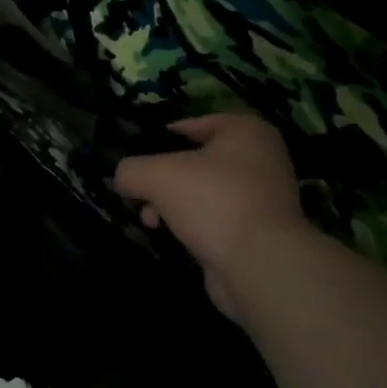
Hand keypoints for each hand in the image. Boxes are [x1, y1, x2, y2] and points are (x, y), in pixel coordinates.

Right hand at [113, 113, 320, 320]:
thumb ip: (131, 170)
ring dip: (174, 204)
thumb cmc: (212, 200)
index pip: (195, 124)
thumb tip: (122, 178)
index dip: (162, 137)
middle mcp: (262, 158)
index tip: (139, 154)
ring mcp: (264, 197)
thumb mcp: (156, 175)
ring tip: (150, 221)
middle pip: (198, 161)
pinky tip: (173, 237)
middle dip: (165, 178)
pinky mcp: (260, 232)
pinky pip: (217, 219)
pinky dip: (195, 226)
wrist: (259, 263)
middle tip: (141, 193)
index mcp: (246, 131)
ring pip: (206, 192)